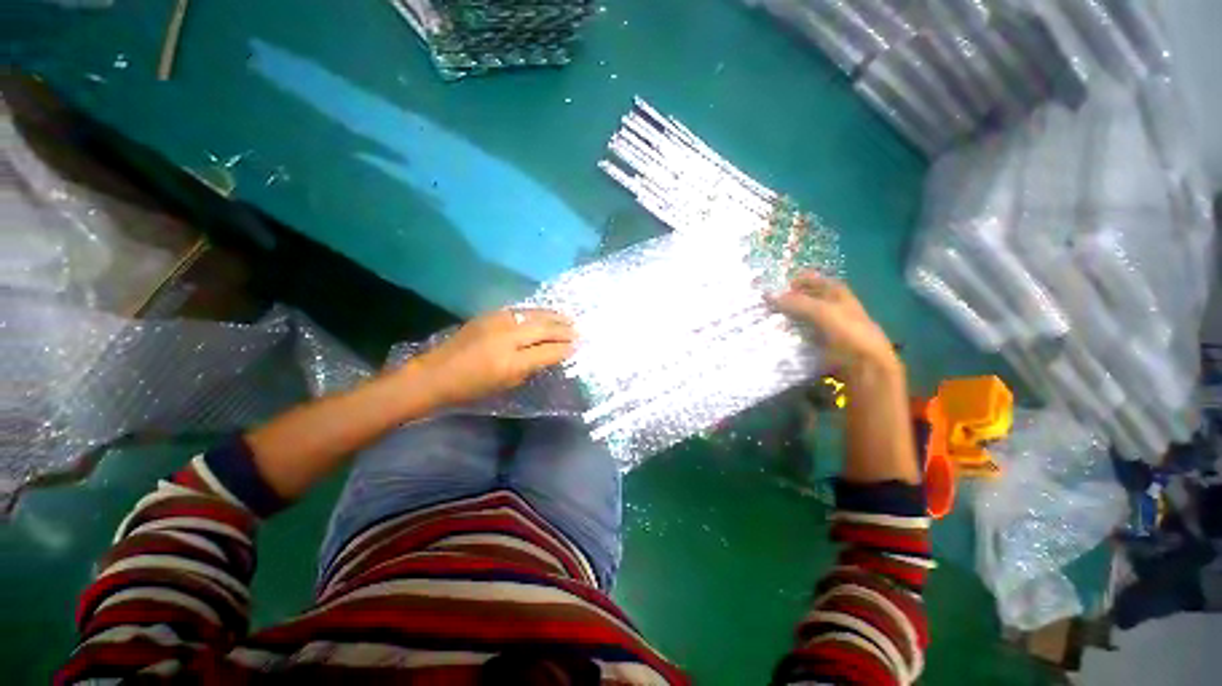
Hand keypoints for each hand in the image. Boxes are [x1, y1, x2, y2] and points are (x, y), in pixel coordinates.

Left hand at [411, 309, 575, 406]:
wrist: (436, 373)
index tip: (578, 347)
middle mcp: (507, 337)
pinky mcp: (490, 314)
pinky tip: (546, 314)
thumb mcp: (506, 384)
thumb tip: (550, 354)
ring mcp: (498, 322)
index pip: (548, 351)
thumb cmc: (471, 388)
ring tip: (568, 319)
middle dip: (564, 330)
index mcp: (511, 362)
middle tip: (579, 331)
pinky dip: (537, 312)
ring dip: (554, 316)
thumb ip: (531, 367)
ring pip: (534, 314)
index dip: (566, 349)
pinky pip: (521, 310)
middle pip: (544, 328)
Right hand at [768, 272, 899, 377]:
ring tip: (769, 320)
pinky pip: (803, 337)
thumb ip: (796, 303)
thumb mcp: (822, 312)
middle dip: (791, 300)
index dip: (803, 280)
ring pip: (805, 319)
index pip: (819, 282)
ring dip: (789, 319)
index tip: (782, 284)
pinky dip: (792, 335)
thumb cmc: (848, 333)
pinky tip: (778, 336)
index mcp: (840, 296)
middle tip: (769, 303)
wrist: (864, 368)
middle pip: (811, 301)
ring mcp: (830, 329)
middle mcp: (835, 310)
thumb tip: (768, 296)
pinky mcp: (823, 346)